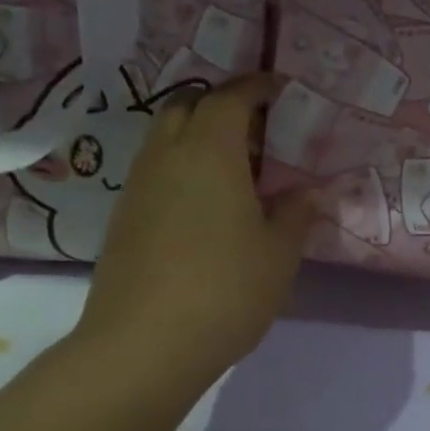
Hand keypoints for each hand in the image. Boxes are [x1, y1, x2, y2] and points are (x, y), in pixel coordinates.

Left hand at [77, 73, 315, 389]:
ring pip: (166, 139)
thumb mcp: (280, 252)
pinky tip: (211, 203)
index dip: (255, 86)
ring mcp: (139, 188)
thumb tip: (304, 192)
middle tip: (259, 127)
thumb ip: (295, 213)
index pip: (228, 98)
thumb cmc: (227, 288)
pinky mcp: (125, 218)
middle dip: (221, 104)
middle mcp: (166, 158)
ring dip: (200, 136)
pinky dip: (185, 167)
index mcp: (209, 154)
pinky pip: (158, 171)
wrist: (145, 344)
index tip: (280, 87)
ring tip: (240, 166)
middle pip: (186, 107)